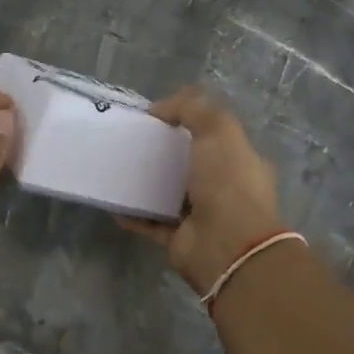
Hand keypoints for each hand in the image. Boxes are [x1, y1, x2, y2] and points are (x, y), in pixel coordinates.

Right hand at [118, 87, 284, 296]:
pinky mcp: (178, 239)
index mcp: (240, 162)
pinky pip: (150, 223)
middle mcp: (224, 188)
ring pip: (168, 193)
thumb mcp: (218, 130)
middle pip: (189, 164)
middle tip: (132, 140)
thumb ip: (192, 108)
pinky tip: (114, 201)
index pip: (215, 136)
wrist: (227, 246)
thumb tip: (160, 108)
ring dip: (146, 183)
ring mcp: (202, 216)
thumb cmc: (228, 183)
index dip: (189, 123)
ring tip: (118, 167)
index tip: (157, 116)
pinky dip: (133, 214)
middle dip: (164, 153)